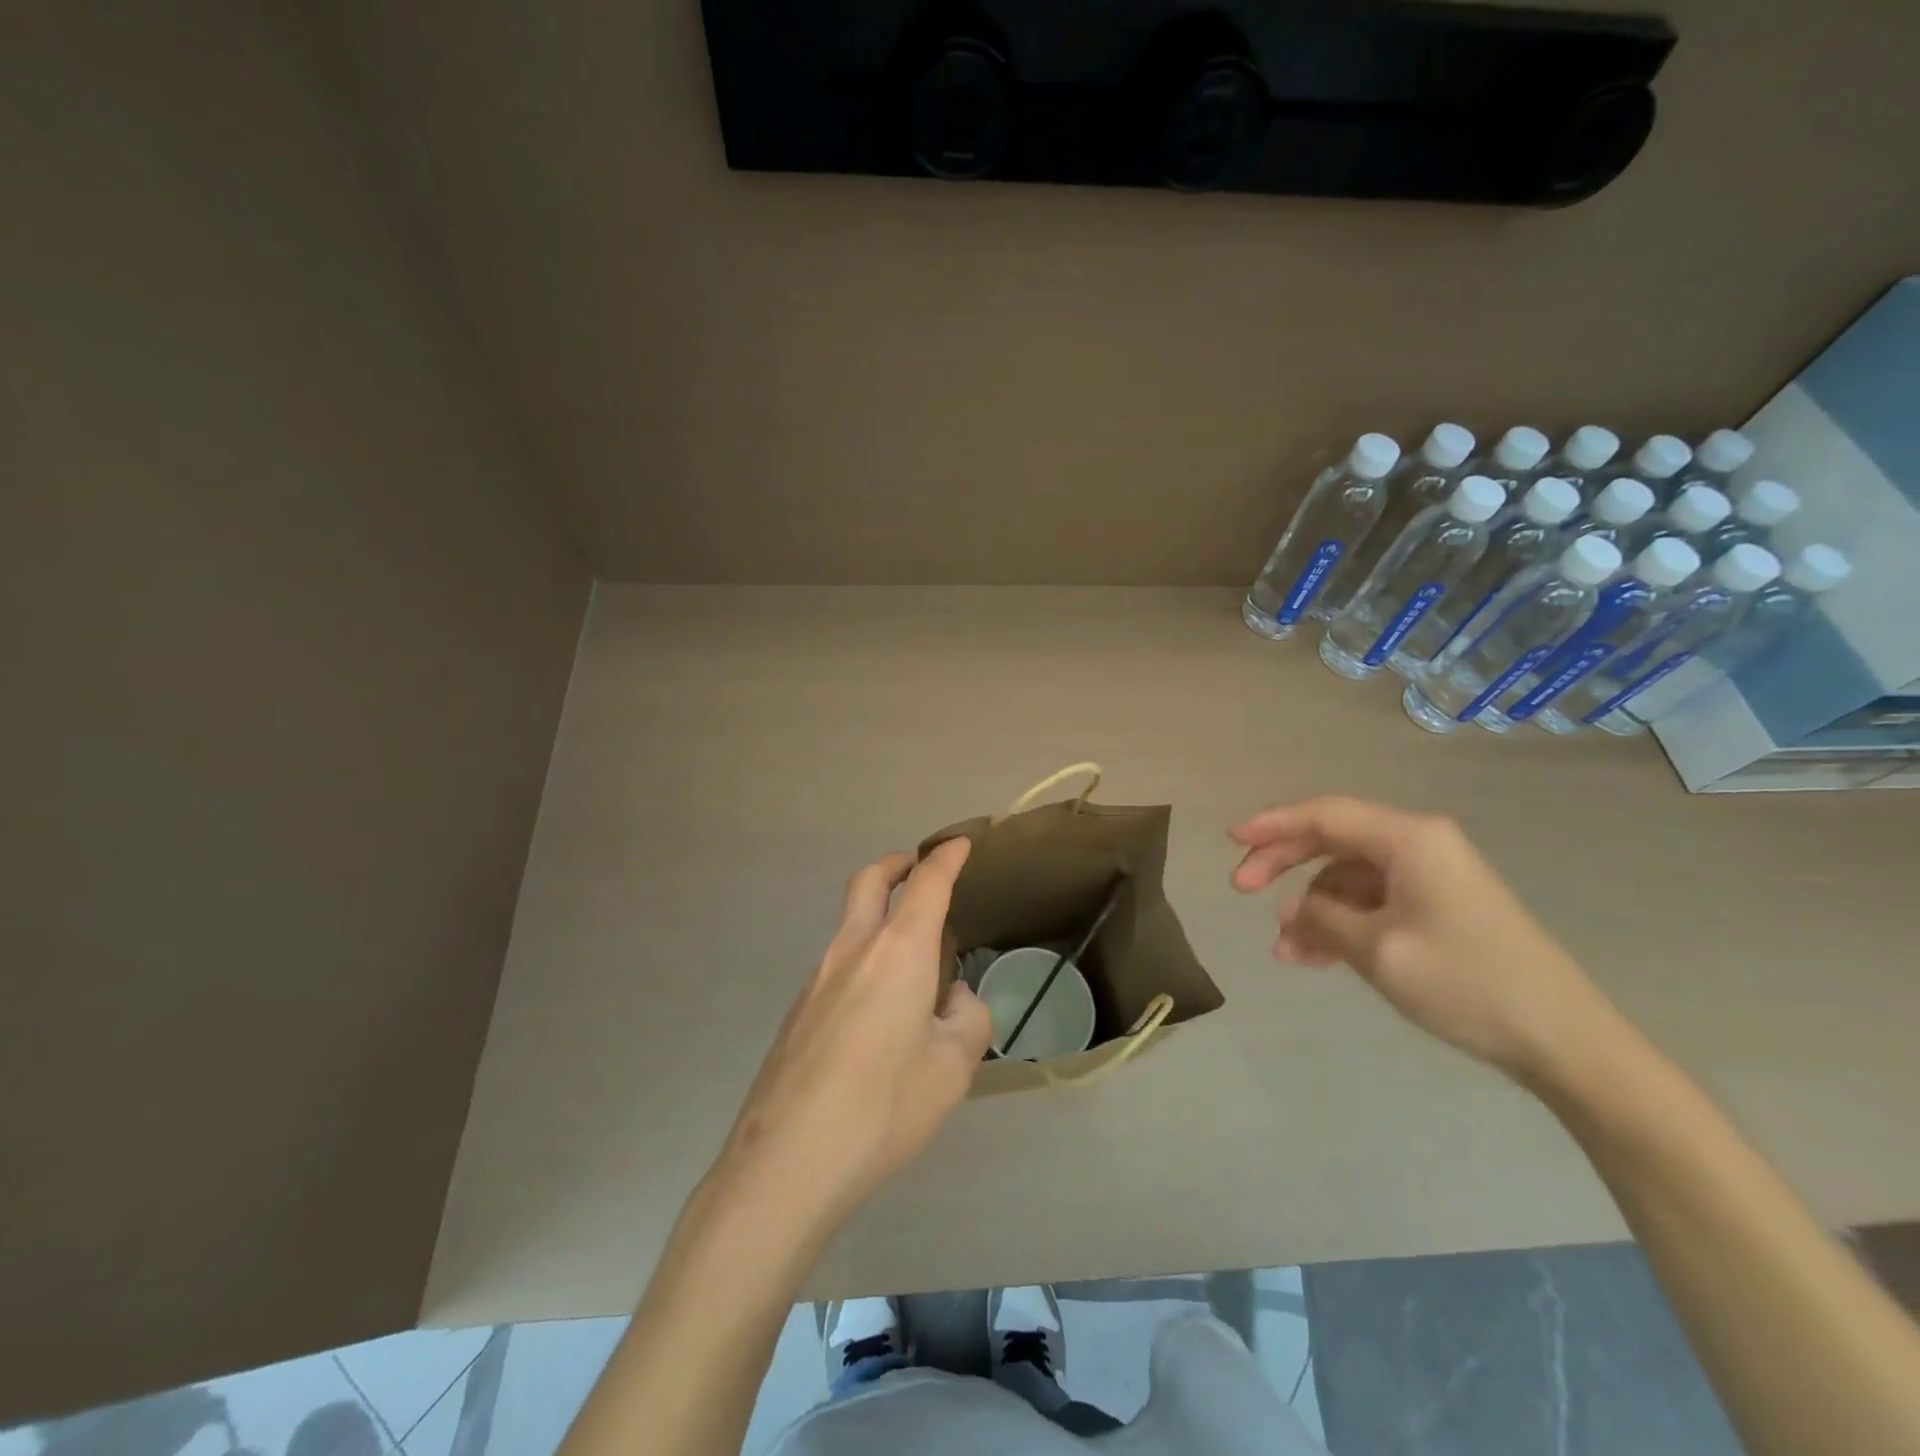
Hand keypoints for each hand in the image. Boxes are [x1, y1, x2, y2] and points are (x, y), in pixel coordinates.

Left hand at [715, 837, 991, 1231]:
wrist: (786, 1161)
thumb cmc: (883, 1107)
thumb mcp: (952, 1068)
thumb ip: (967, 1020)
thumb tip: (954, 1000)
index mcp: (898, 952)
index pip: (927, 884)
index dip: (946, 859)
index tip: (960, 845)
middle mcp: (854, 951)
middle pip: (870, 881)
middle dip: (897, 864)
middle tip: (918, 869)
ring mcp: (817, 979)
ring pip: (850, 923)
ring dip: (879, 915)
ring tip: (912, 962)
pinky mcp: (797, 1011)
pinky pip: (838, 965)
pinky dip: (864, 959)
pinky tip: (878, 1014)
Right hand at [1229, 796, 1613, 1079]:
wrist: (1563, 1040)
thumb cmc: (1466, 983)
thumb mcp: (1377, 950)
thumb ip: (1321, 919)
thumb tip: (1292, 911)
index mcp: (1409, 839)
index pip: (1324, 815)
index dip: (1272, 824)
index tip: (1230, 840)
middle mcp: (1419, 846)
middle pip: (1333, 839)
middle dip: (1284, 864)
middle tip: (1242, 889)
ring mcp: (1431, 877)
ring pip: (1348, 877)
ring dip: (1312, 908)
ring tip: (1284, 951)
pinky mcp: (1439, 907)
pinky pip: (1373, 902)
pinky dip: (1341, 923)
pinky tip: (1317, 956)